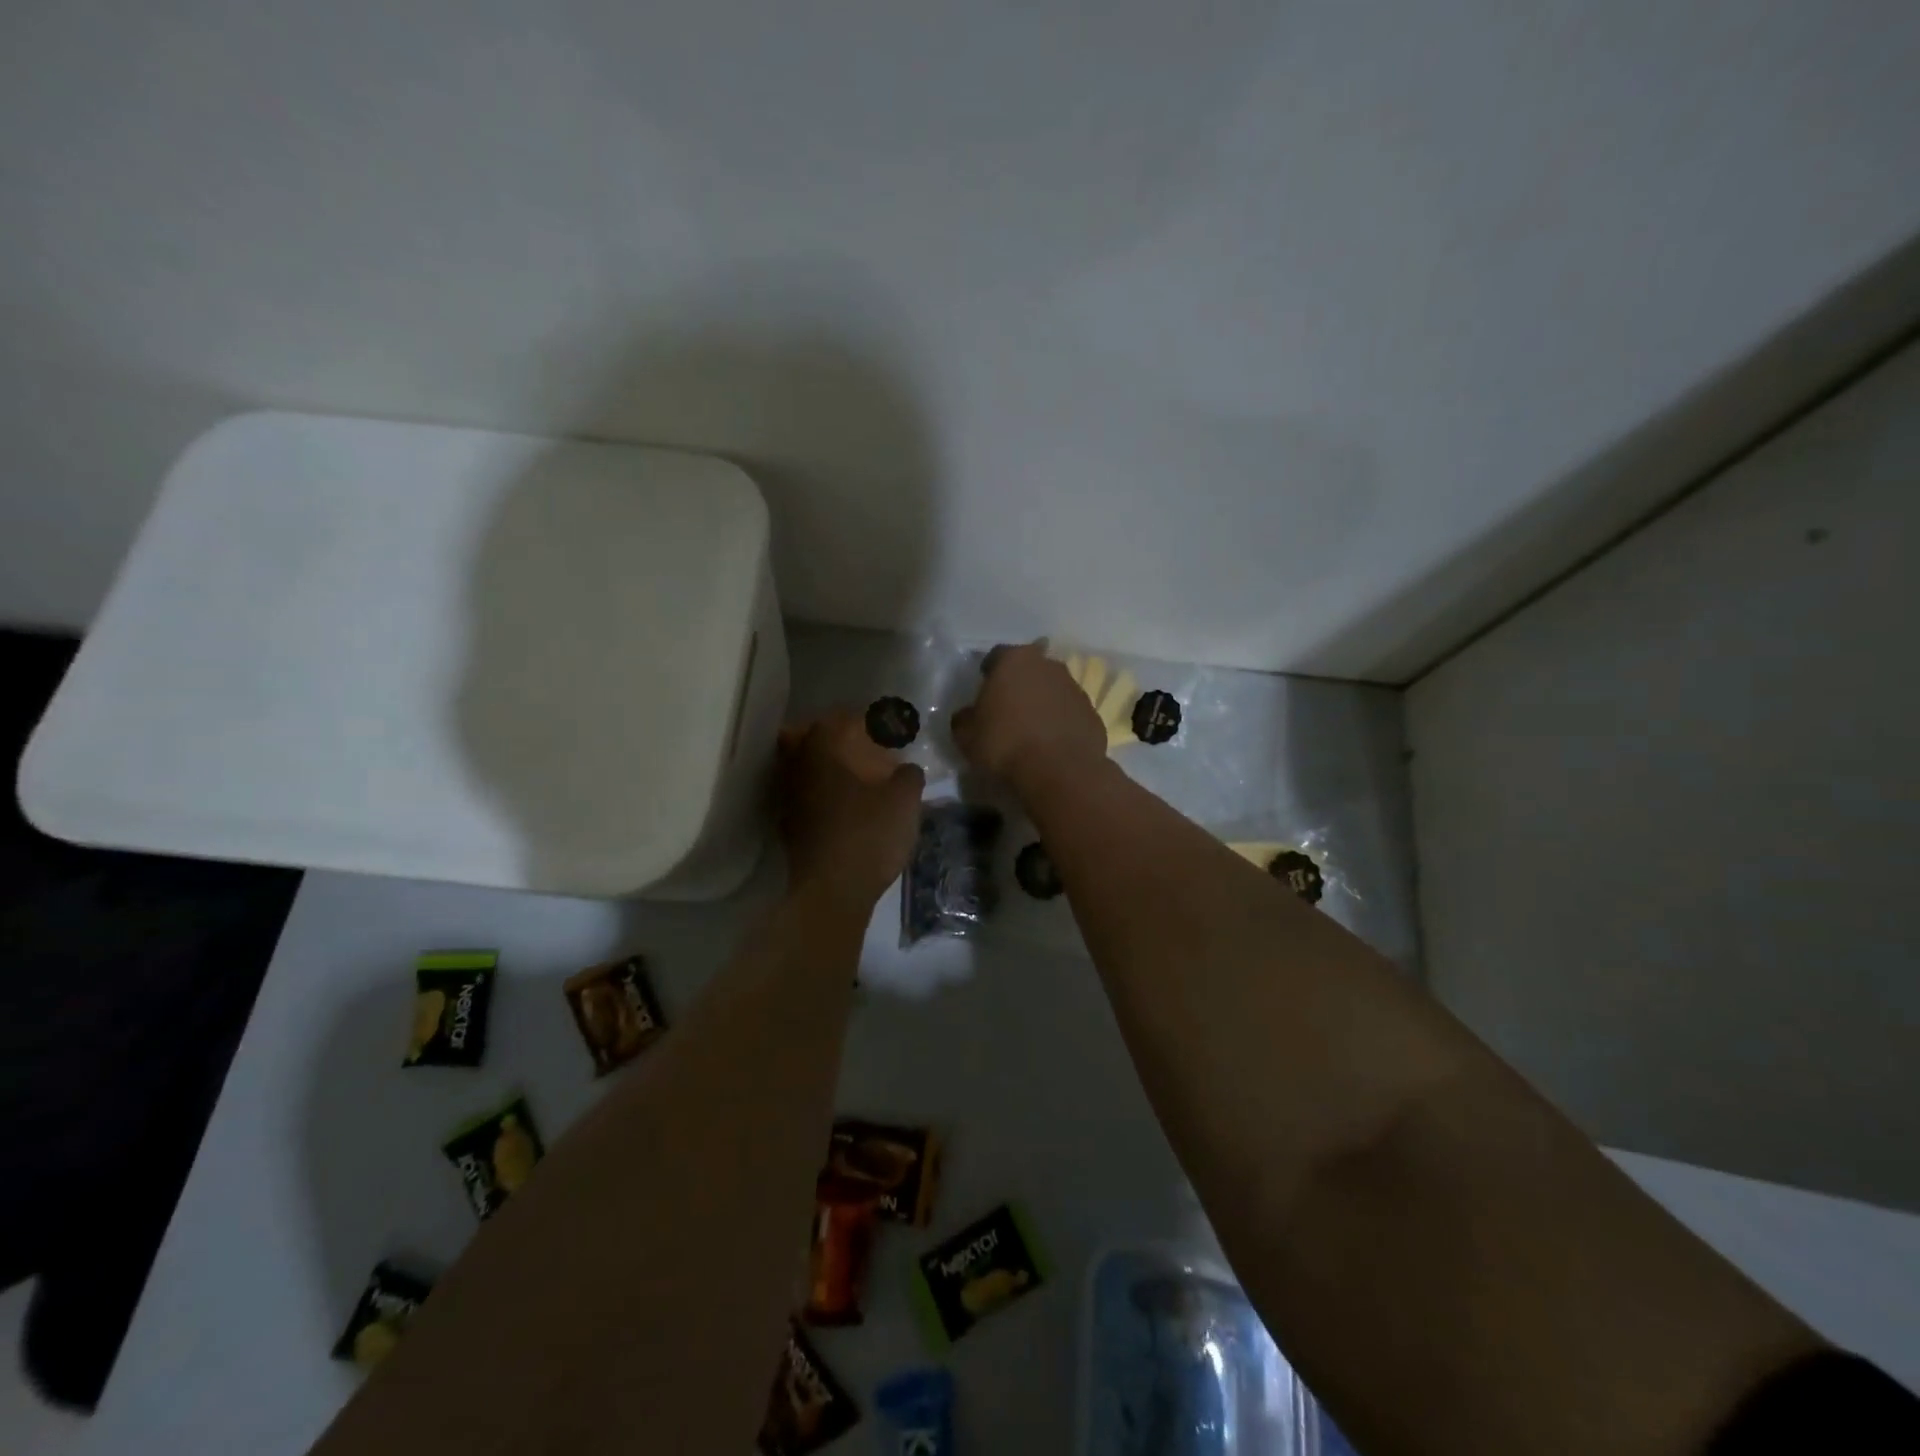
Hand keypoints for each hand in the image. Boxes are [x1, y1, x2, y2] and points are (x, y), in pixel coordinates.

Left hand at [778, 711, 925, 914]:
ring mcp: (788, 798)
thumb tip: (907, 769)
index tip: (884, 723)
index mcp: (823, 751)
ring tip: (855, 775)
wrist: (832, 892)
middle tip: (862, 744)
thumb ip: (908, 776)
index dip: (863, 718)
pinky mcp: (789, 826)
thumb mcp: (904, 801)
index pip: (839, 718)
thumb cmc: (869, 835)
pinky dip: (821, 791)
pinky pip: (804, 794)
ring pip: (802, 767)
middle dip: (834, 736)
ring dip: (825, 765)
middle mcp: (798, 768)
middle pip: (808, 736)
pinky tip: (844, 805)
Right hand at [952, 642, 1106, 796]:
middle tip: (1007, 709)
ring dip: (1042, 702)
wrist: (1060, 771)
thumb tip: (967, 716)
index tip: (983, 692)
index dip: (988, 673)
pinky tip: (1051, 744)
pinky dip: (1060, 722)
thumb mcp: (966, 736)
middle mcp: (1048, 665)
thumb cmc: (1006, 745)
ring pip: (1052, 689)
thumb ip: (964, 719)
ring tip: (1031, 730)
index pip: (996, 656)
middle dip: (1019, 684)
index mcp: (1014, 660)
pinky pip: (1069, 713)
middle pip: (1029, 669)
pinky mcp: (1092, 713)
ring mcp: (1075, 688)